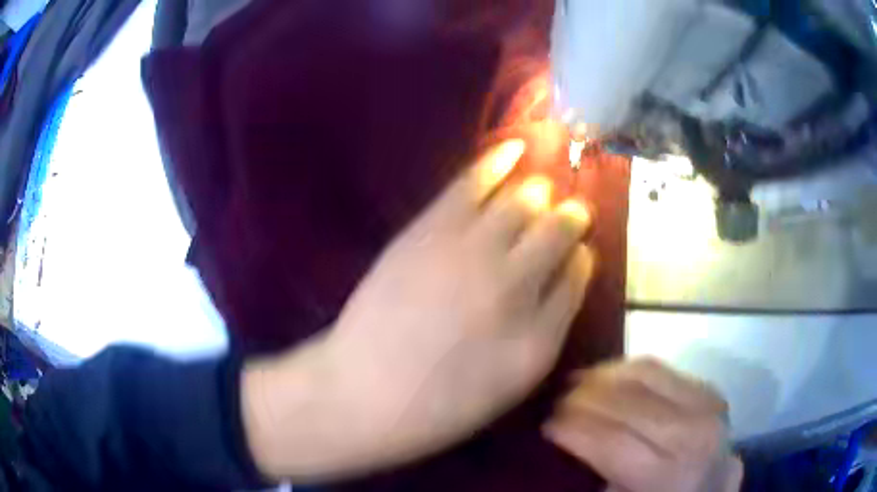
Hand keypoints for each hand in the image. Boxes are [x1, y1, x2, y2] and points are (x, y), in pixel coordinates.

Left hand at [243, 140, 595, 480]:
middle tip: (571, 214)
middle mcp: (515, 286)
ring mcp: (471, 252)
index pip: (578, 275)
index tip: (578, 252)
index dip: (580, 257)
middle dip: (571, 218)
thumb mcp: (512, 383)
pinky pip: (473, 183)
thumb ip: (550, 327)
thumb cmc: (440, 403)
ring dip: (541, 193)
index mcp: (540, 337)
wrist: (364, 391)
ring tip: (543, 192)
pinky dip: (498, 160)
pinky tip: (514, 148)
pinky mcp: (430, 230)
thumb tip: (571, 270)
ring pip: (524, 202)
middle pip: (559, 231)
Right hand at [544, 359, 743, 491]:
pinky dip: (626, 369)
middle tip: (554, 404)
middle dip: (580, 400)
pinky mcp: (707, 389)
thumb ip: (596, 477)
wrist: (711, 490)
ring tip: (575, 384)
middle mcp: (690, 434)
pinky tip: (606, 377)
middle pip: (625, 403)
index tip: (544, 426)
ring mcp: (704, 405)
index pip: (610, 441)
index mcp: (667, 476)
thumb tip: (558, 448)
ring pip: (641, 375)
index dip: (571, 429)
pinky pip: (659, 368)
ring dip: (601, 376)